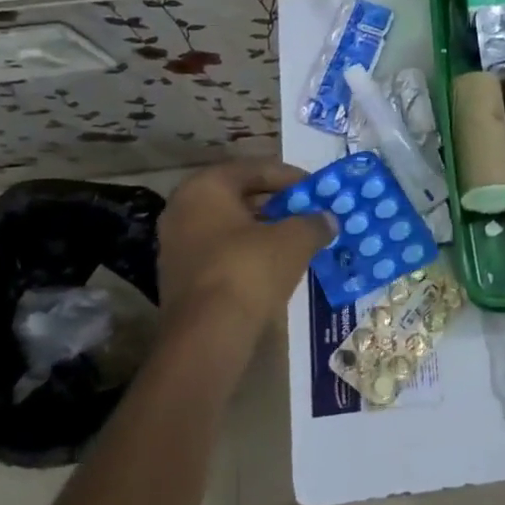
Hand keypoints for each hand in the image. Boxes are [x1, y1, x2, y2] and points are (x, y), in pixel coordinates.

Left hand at [155, 161, 334, 387]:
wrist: (208, 335)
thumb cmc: (250, 269)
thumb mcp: (295, 239)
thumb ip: (314, 222)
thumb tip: (328, 219)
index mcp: (206, 187)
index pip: (256, 169)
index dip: (292, 177)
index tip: (317, 190)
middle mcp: (182, 208)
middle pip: (240, 196)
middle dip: (277, 203)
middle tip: (308, 212)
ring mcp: (175, 244)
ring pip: (230, 226)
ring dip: (263, 229)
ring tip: (297, 238)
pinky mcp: (179, 277)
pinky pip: (221, 252)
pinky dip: (248, 252)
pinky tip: (275, 265)